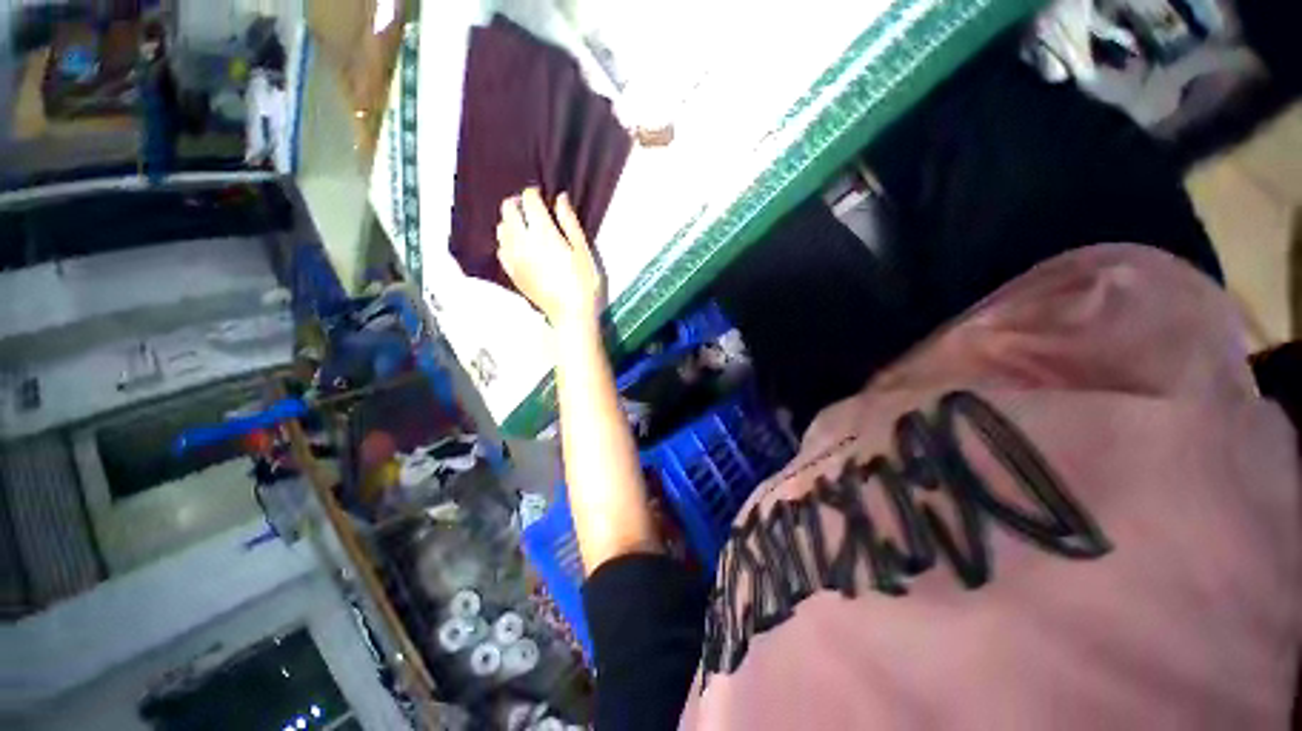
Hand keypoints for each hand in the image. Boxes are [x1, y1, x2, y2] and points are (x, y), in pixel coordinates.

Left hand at [497, 188, 603, 328]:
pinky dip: (507, 241)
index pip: (528, 200)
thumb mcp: (583, 251)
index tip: (543, 197)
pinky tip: (520, 247)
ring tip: (526, 227)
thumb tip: (560, 198)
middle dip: (518, 203)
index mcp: (543, 233)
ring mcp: (513, 258)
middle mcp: (522, 241)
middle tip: (532, 210)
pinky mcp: (511, 272)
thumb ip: (569, 222)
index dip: (535, 193)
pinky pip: (500, 248)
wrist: (570, 313)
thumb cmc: (583, 282)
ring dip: (511, 221)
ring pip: (500, 228)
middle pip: (507, 209)